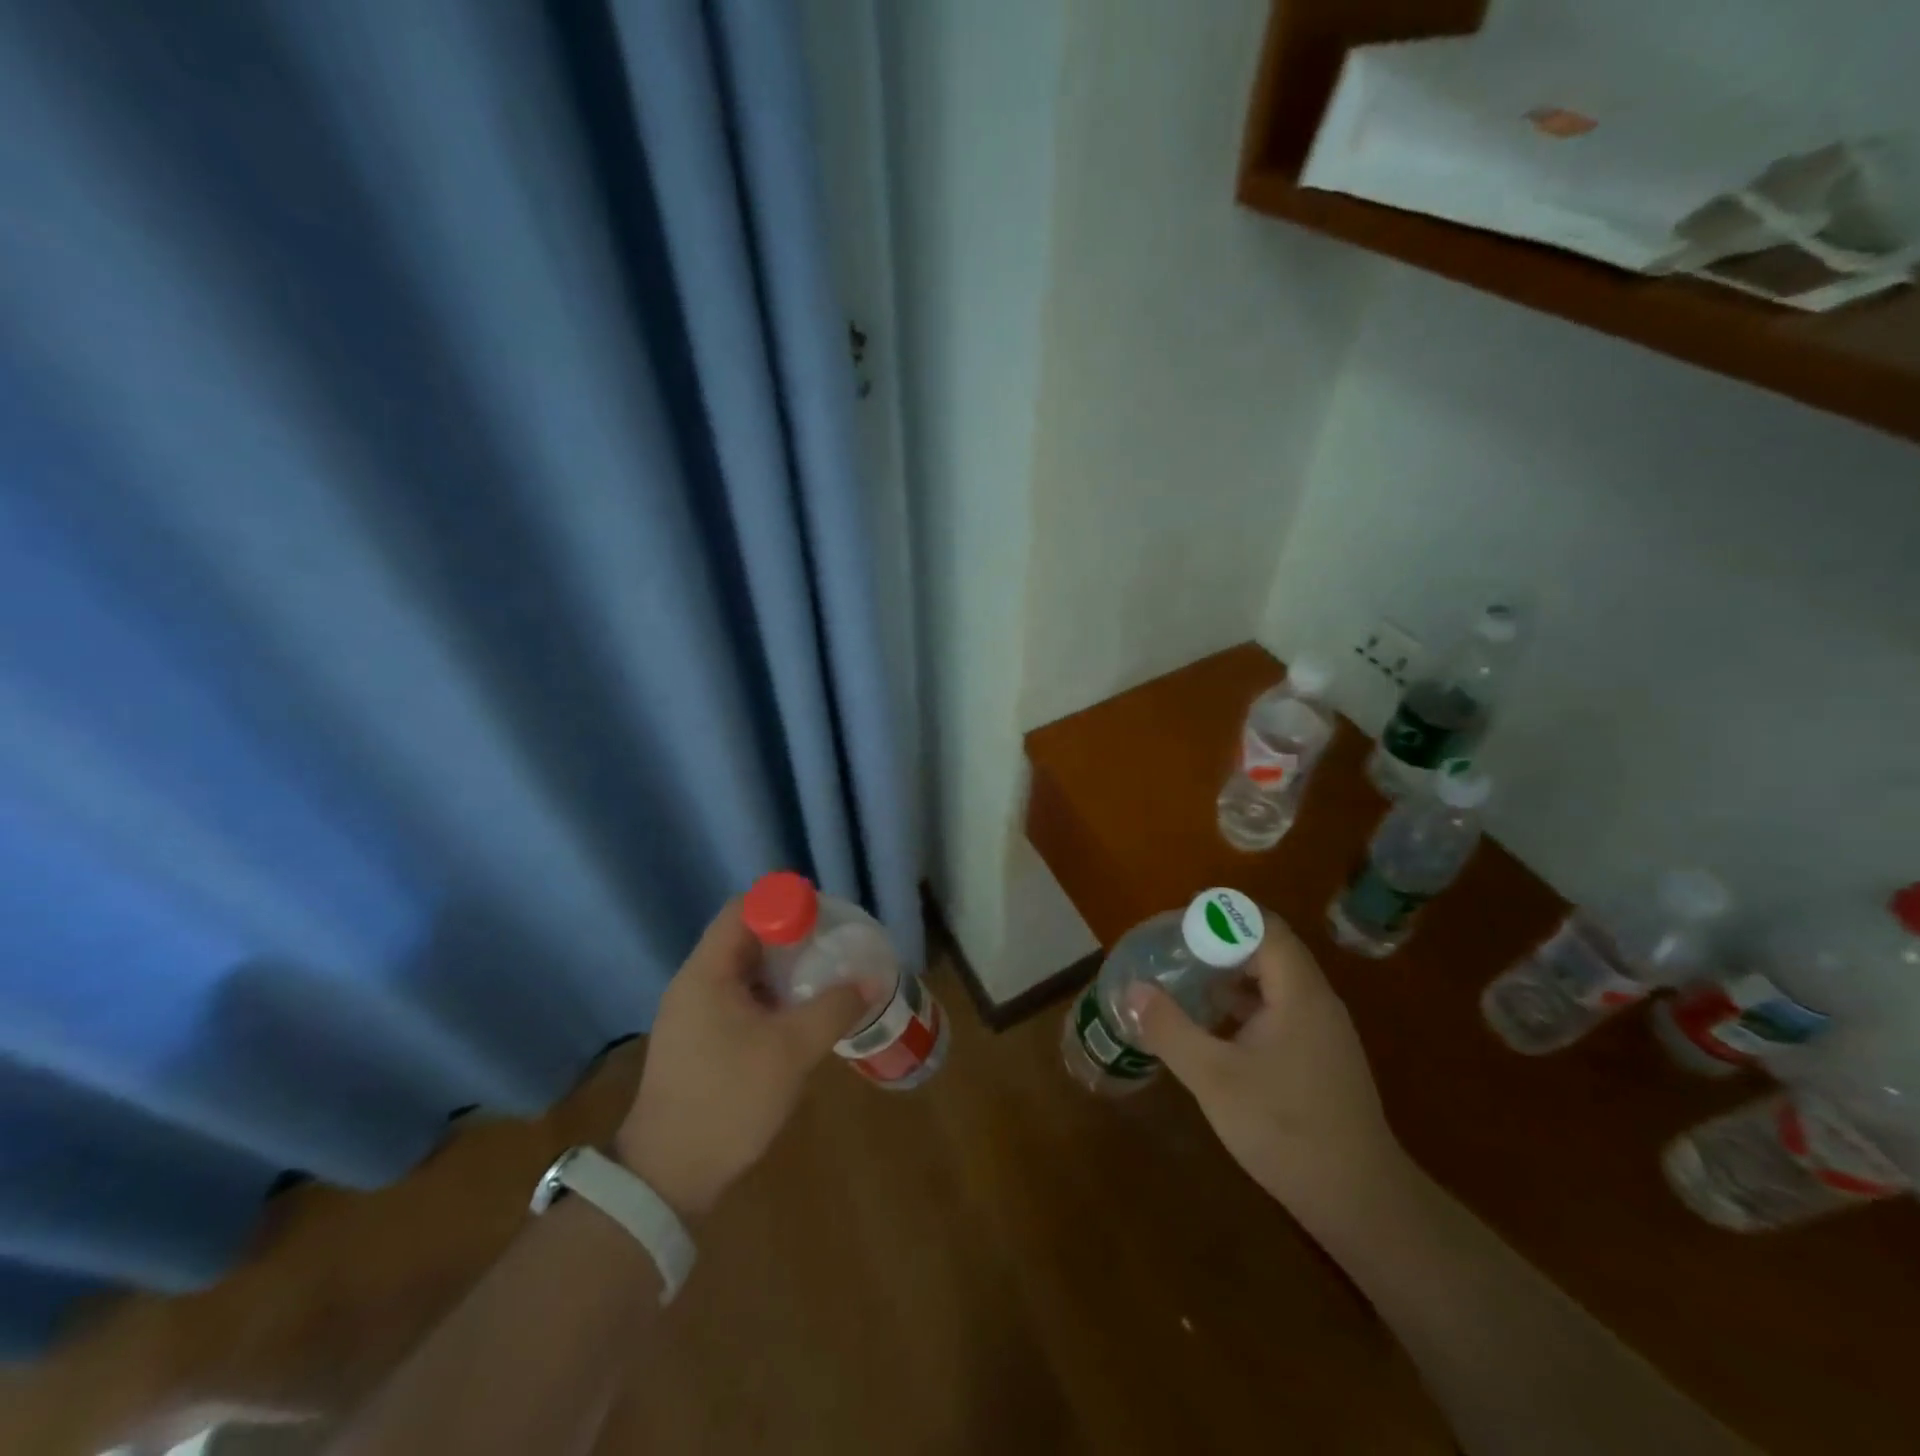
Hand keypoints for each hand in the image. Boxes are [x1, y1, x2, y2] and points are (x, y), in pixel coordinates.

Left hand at [615, 898, 870, 1218]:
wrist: (668, 1176)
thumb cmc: (728, 1099)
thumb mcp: (791, 1050)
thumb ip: (834, 1008)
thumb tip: (871, 981)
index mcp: (707, 973)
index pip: (743, 909)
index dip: (785, 904)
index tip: (825, 919)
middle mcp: (695, 983)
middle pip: (745, 936)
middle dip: (792, 936)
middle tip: (834, 947)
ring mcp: (694, 1013)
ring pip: (745, 970)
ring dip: (784, 969)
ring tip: (825, 978)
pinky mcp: (700, 1040)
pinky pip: (740, 998)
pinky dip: (771, 996)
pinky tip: (800, 1016)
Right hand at [1127, 911, 1407, 1213]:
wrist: (1359, 1202)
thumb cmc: (1285, 1128)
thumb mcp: (1214, 1077)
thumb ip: (1171, 1029)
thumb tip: (1133, 989)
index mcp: (1299, 993)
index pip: (1263, 927)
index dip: (1221, 918)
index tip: (1179, 926)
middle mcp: (1316, 1002)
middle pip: (1268, 949)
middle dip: (1219, 945)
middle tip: (1175, 953)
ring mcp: (1322, 1032)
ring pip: (1273, 983)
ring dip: (1230, 977)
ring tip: (1186, 984)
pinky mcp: (1320, 1058)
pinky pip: (1279, 1012)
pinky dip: (1244, 1007)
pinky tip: (1213, 1030)